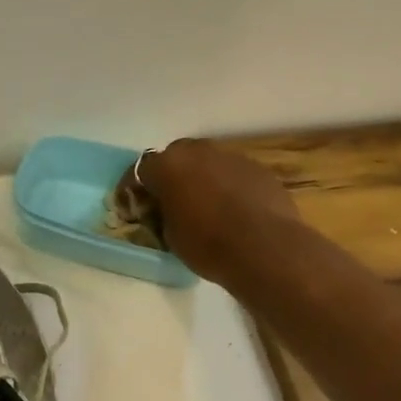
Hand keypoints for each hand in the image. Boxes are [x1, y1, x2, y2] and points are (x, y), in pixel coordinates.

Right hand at [132, 138, 300, 286]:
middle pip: (177, 156)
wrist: (265, 249)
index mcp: (168, 165)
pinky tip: (233, 210)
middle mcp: (199, 151)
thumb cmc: (207, 244)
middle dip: (172, 175)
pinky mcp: (258, 169)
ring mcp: (232, 157)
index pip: (141, 169)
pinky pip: (233, 174)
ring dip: (202, 178)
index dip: (135, 188)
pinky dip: (228, 186)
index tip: (135, 205)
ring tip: (205, 206)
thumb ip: (163, 213)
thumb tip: (167, 209)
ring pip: (208, 163)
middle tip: (172, 201)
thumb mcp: (169, 235)